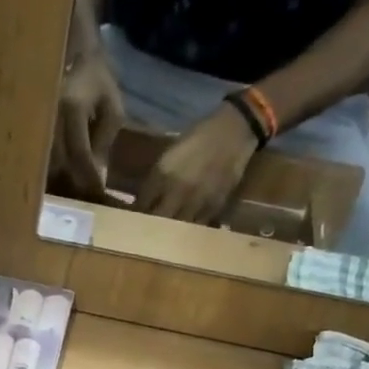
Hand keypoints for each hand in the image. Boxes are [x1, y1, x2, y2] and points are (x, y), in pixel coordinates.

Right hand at [49, 46, 125, 199]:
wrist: (71, 50)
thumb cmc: (96, 79)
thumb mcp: (111, 107)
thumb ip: (105, 140)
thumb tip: (97, 175)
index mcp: (72, 106)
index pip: (79, 152)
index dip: (88, 176)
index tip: (96, 192)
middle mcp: (49, 113)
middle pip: (57, 162)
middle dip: (71, 182)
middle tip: (83, 196)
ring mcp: (35, 118)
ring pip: (43, 162)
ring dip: (58, 179)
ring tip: (71, 189)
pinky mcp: (28, 123)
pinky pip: (36, 154)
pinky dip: (47, 169)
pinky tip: (58, 176)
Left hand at [135, 105, 257, 222]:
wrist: (235, 131)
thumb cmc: (199, 137)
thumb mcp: (170, 153)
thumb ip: (156, 177)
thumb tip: (143, 200)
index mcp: (163, 173)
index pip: (142, 204)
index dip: (136, 213)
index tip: (133, 219)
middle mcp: (178, 190)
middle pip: (157, 219)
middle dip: (150, 226)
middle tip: (146, 232)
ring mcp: (197, 200)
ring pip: (177, 227)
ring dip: (169, 232)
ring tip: (165, 237)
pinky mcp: (214, 206)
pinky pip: (197, 225)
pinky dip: (190, 230)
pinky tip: (186, 231)